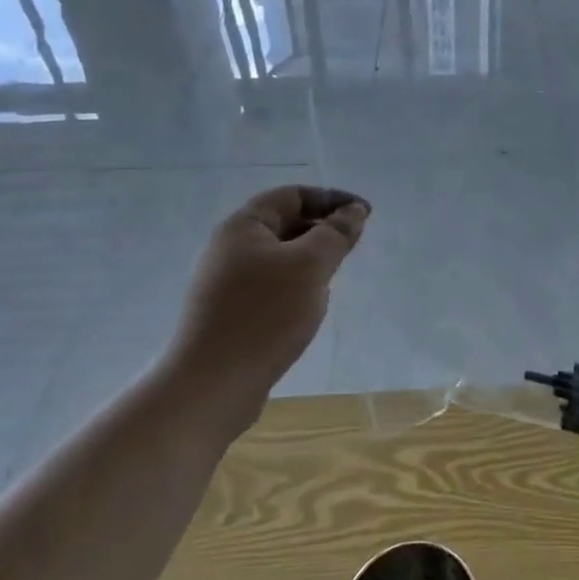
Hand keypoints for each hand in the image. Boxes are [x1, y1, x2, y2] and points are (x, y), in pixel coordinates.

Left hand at [171, 185, 370, 399]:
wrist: (213, 384)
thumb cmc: (265, 314)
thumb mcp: (310, 266)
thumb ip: (336, 233)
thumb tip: (354, 210)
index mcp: (243, 227)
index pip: (293, 195)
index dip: (331, 199)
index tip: (365, 214)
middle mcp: (230, 248)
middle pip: (285, 223)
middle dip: (323, 228)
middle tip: (354, 246)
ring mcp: (226, 282)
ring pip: (280, 257)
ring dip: (311, 259)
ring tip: (335, 277)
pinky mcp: (230, 312)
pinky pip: (271, 285)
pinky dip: (297, 285)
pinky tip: (309, 307)